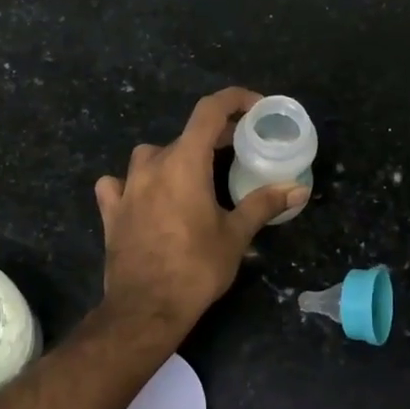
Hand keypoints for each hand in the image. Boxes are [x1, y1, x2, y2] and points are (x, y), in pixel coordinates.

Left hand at [94, 88, 308, 333]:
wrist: (146, 308)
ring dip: (172, 158)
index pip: (209, 111)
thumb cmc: (196, 267)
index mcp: (185, 163)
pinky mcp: (111, 211)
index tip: (255, 107)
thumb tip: (298, 189)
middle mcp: (152, 165)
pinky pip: (117, 184)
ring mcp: (126, 187)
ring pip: (150, 156)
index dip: (234, 100)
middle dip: (213, 137)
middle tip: (237, 150)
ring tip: (191, 176)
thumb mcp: (236, 235)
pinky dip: (132, 184)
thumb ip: (264, 204)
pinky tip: (142, 197)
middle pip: (185, 136)